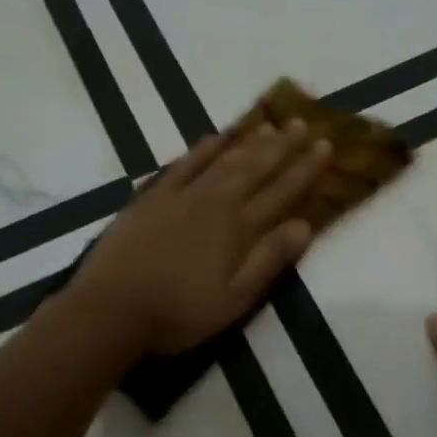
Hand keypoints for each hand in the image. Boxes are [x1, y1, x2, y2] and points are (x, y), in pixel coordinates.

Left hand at [71, 121, 331, 354]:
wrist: (112, 308)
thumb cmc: (179, 312)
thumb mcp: (235, 299)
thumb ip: (269, 260)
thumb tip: (304, 225)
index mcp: (239, 229)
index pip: (282, 192)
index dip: (305, 169)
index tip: (325, 145)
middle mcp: (216, 202)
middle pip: (256, 168)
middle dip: (283, 146)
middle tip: (302, 123)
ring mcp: (182, 195)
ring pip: (224, 160)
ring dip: (249, 142)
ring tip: (270, 125)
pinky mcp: (153, 197)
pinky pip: (184, 164)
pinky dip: (203, 148)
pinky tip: (215, 136)